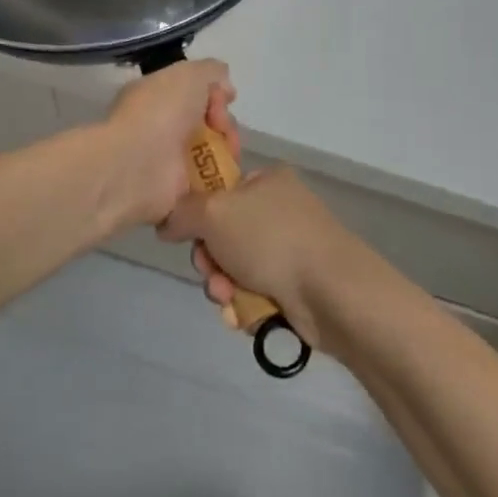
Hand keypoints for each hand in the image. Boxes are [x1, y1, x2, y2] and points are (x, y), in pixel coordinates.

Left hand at [96, 60, 236, 231]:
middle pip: (208, 121)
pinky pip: (209, 180)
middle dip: (224, 122)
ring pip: (212, 150)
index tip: (225, 99)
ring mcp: (169, 159)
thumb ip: (211, 71)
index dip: (215, 93)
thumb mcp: (190, 74)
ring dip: (227, 148)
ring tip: (228, 152)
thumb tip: (225, 87)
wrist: (138, 164)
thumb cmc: (161, 112)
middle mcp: (162, 125)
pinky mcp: (178, 190)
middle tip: (221, 127)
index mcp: (157, 95)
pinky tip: (227, 172)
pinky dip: (222, 176)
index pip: (195, 91)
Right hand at [154, 167, 366, 347]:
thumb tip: (167, 224)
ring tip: (229, 300)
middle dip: (210, 261)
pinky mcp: (295, 286)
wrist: (330, 291)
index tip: (189, 235)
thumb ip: (182, 212)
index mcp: (267, 181)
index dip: (199, 215)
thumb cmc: (271, 239)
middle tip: (212, 273)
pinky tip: (244, 315)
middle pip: (223, 235)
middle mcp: (279, 211)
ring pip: (235, 269)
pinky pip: (253, 294)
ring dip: (223, 287)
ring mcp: (289, 250)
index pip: (221, 191)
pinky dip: (244, 306)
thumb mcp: (214, 212)